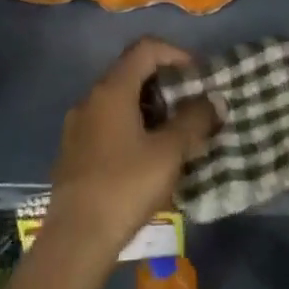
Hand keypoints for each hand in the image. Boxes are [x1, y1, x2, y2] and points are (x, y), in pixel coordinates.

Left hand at [46, 39, 215, 261]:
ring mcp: (79, 126)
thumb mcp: (170, 152)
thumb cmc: (125, 186)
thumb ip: (195, 120)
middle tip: (194, 107)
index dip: (177, 54)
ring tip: (178, 135)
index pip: (145, 49)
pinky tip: (151, 157)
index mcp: (111, 90)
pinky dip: (135, 127)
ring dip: (153, 109)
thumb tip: (213, 101)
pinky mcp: (75, 151)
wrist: (76, 239)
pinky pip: (110, 124)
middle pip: (132, 73)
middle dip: (168, 84)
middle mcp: (90, 99)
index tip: (199, 78)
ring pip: (121, 101)